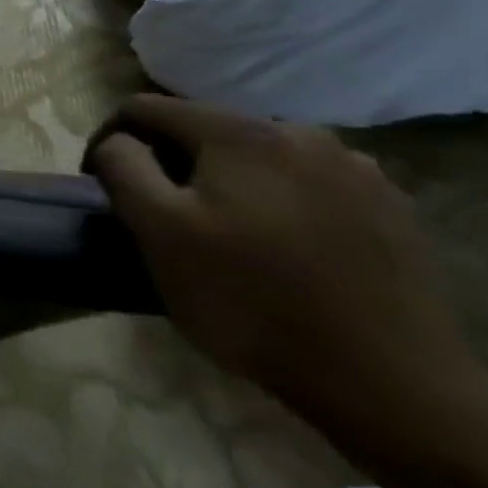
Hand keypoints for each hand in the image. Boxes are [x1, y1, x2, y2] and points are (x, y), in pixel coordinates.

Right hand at [85, 95, 467, 429]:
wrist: (388, 380)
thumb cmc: (248, 299)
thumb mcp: (157, 230)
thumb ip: (122, 167)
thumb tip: (118, 142)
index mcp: (238, 132)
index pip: (143, 107)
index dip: (108, 139)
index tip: (100, 185)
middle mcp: (299, 132)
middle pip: (202, 128)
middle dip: (168, 160)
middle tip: (156, 213)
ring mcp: (354, 169)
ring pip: (256, 156)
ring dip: (222, 179)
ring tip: (217, 229)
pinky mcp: (388, 207)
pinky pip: (305, 183)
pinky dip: (274, 199)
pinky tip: (277, 243)